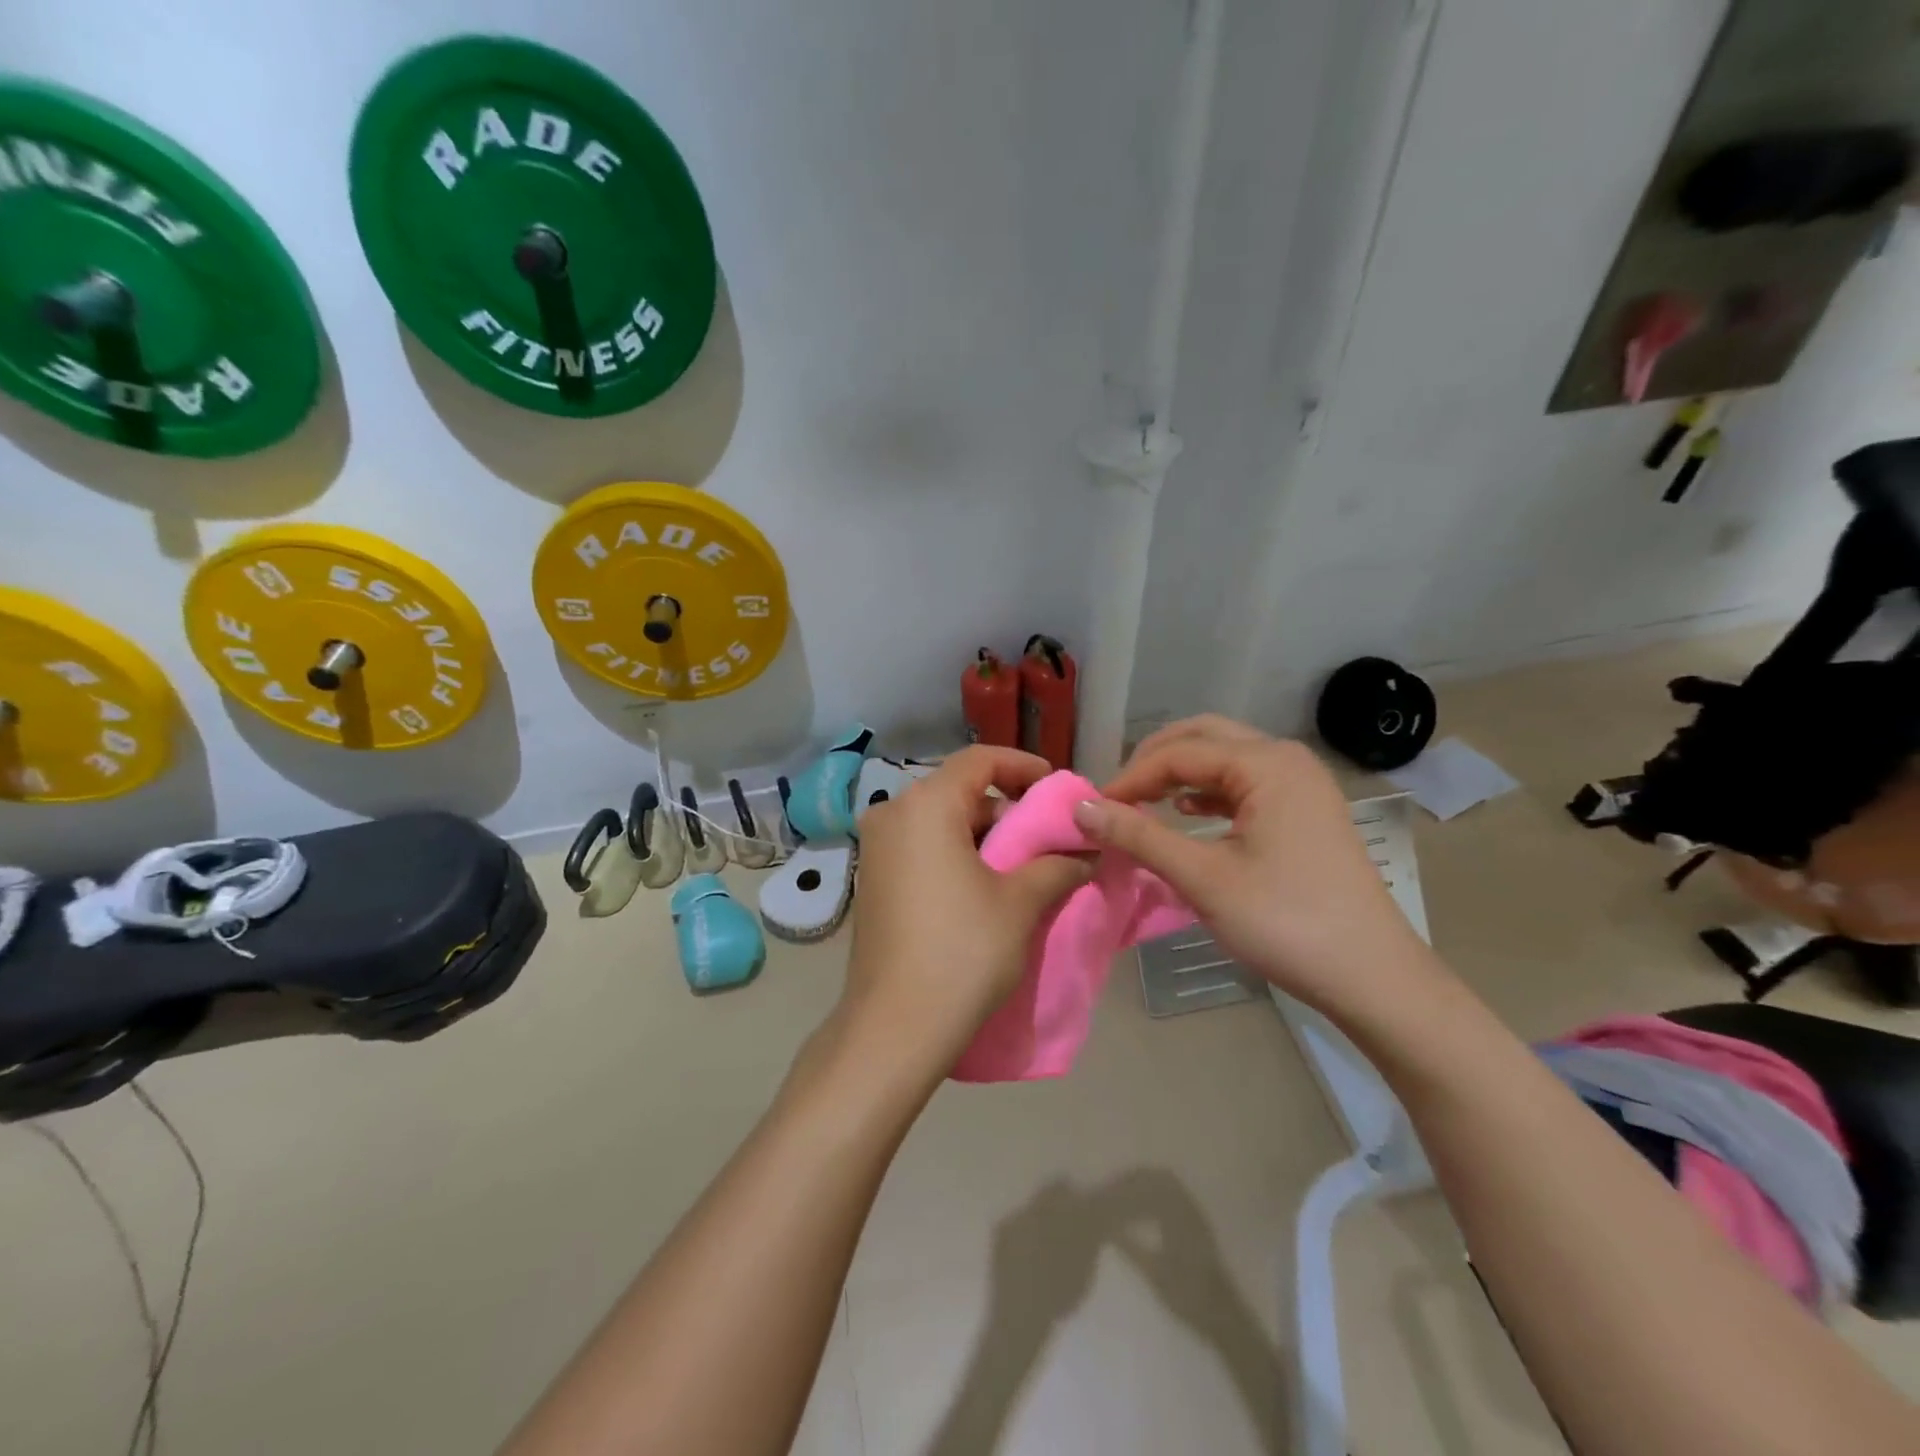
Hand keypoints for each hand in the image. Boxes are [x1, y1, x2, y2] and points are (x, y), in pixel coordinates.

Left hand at [839, 747, 1092, 1084]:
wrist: (894, 1027)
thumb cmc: (962, 951)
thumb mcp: (1020, 903)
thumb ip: (1057, 865)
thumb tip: (1085, 852)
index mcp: (925, 805)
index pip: (980, 760)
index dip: (1023, 767)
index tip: (1057, 789)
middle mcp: (892, 814)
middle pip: (959, 790)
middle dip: (1008, 808)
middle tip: (1048, 836)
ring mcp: (876, 848)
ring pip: (941, 821)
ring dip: (985, 835)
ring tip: (1026, 865)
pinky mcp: (873, 879)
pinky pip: (922, 847)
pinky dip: (957, 853)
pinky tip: (987, 886)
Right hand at [1073, 716, 1438, 1018]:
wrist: (1372, 977)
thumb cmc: (1285, 922)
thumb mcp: (1203, 878)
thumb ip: (1139, 836)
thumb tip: (1082, 808)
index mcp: (1266, 764)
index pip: (1179, 753)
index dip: (1130, 777)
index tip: (1093, 809)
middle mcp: (1286, 760)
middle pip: (1205, 738)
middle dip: (1155, 761)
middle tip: (1119, 795)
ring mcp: (1302, 784)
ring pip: (1226, 758)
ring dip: (1181, 774)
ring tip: (1144, 803)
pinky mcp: (1306, 811)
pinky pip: (1246, 783)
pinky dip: (1209, 792)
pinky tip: (1187, 814)